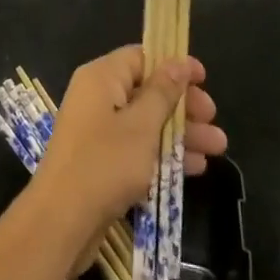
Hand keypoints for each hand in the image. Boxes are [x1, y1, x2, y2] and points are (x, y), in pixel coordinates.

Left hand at [31, 46, 225, 256]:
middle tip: (213, 119)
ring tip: (218, 148)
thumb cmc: (104, 163)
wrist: (61, 221)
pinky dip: (164, 153)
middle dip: (183, 105)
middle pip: (147, 91)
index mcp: (102, 77)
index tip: (204, 79)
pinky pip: (138, 147)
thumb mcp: (141, 125)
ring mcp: (98, 131)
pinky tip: (196, 168)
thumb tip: (179, 61)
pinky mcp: (101, 161)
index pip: (141, 58)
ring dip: (181, 133)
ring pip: (146, 122)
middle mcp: (98, 97)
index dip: (173, 65)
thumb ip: (163, 92)